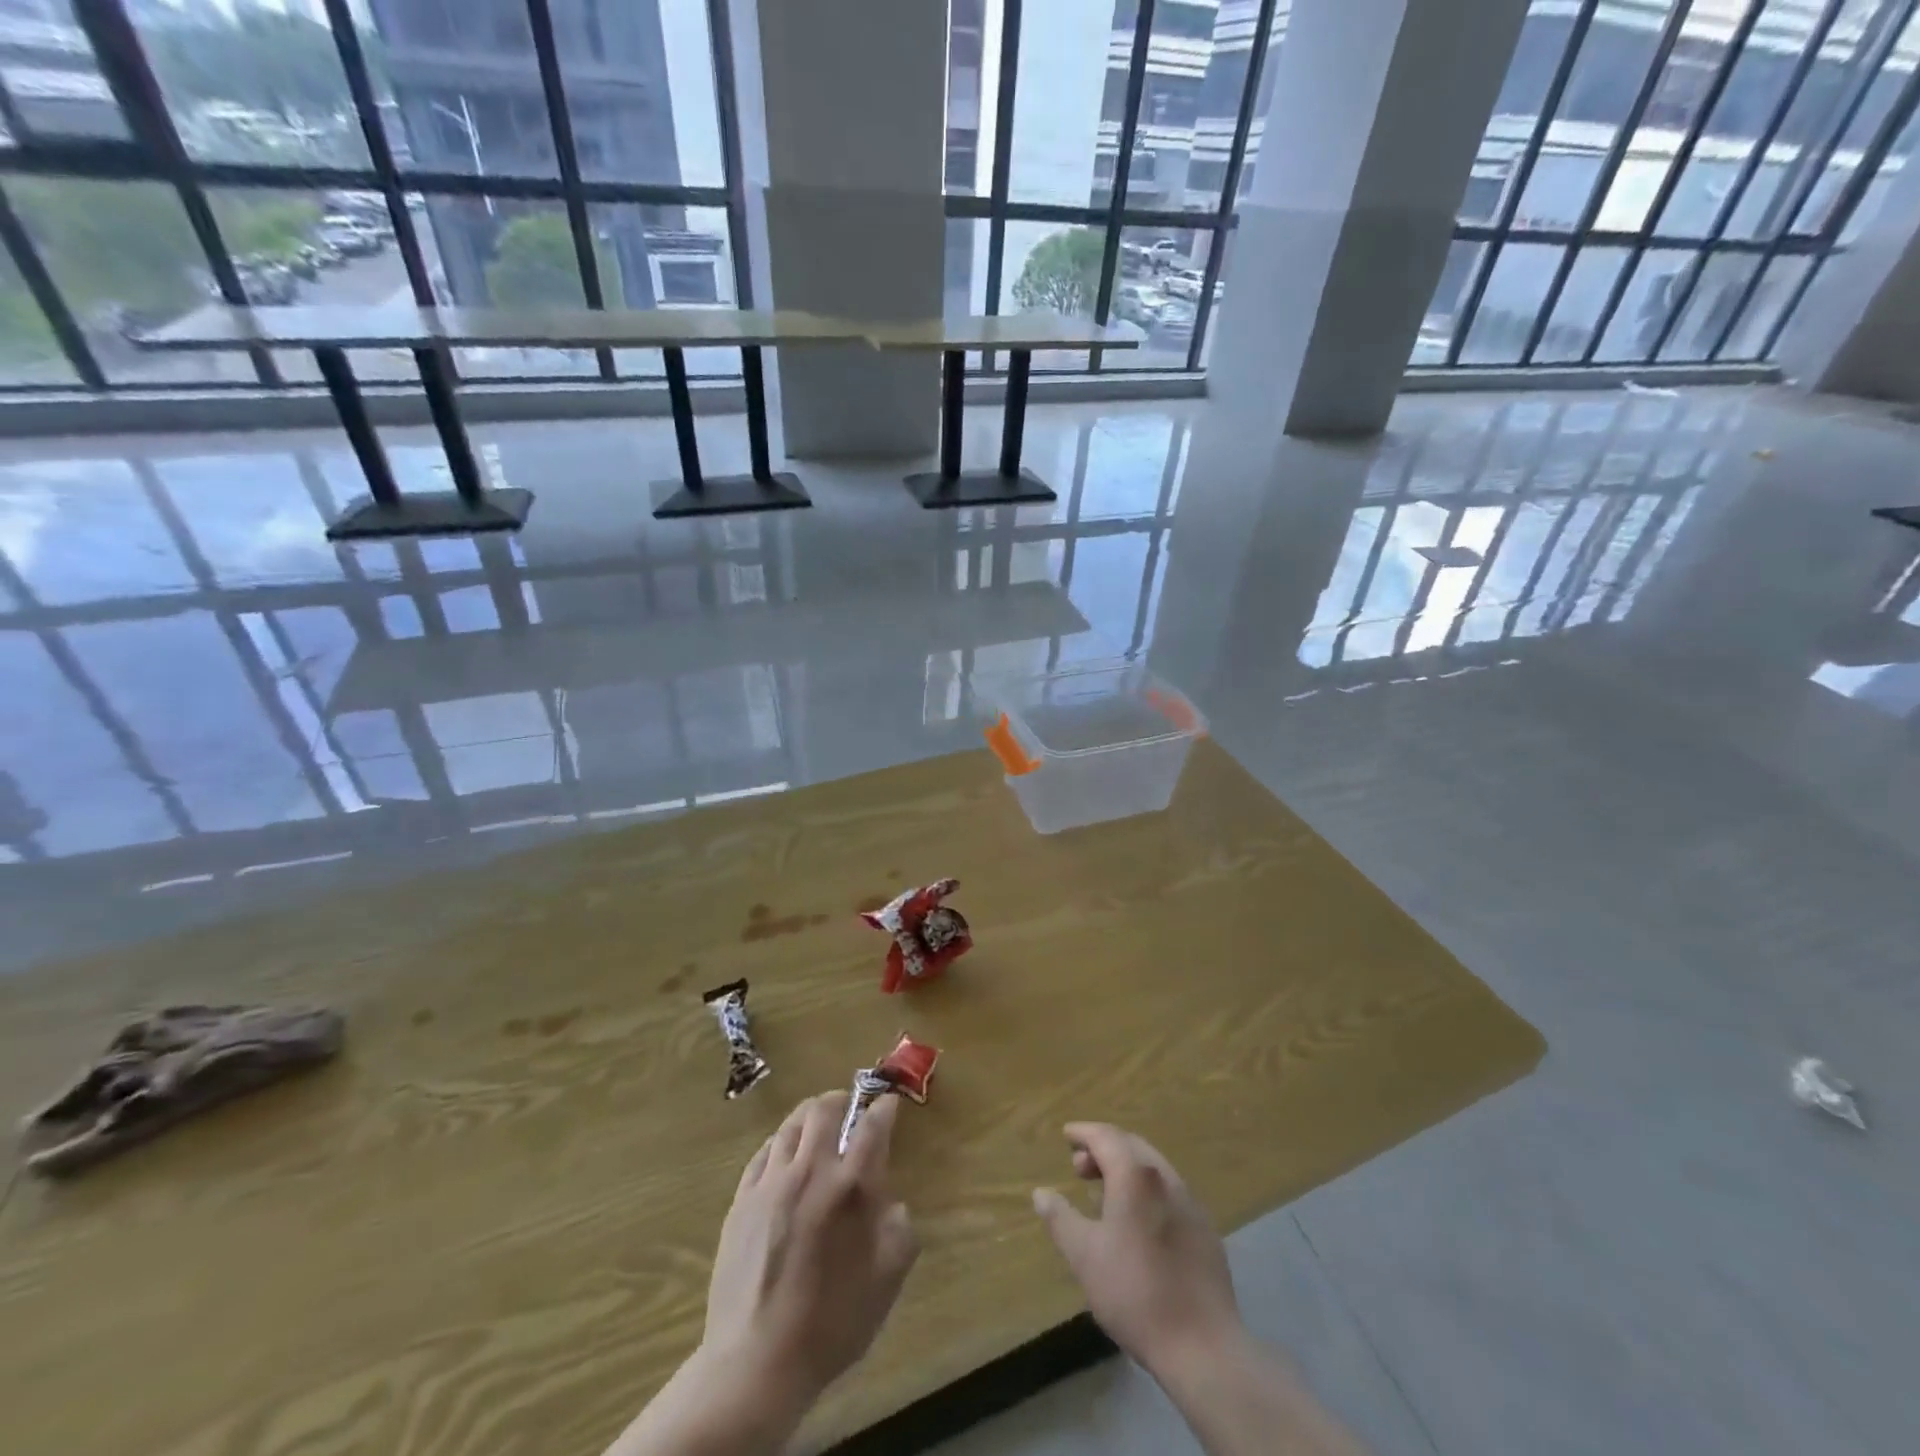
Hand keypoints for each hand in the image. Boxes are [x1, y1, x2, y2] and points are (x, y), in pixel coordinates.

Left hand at [700, 1090, 918, 1411]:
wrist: (756, 1362)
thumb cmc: (831, 1323)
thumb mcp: (885, 1283)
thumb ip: (899, 1233)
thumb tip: (893, 1206)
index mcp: (852, 1187)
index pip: (872, 1126)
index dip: (884, 1107)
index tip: (889, 1103)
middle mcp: (811, 1171)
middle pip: (823, 1110)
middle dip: (840, 1100)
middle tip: (848, 1107)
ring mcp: (771, 1183)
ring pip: (790, 1126)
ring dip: (808, 1117)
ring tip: (816, 1125)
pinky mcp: (742, 1200)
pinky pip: (762, 1154)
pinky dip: (779, 1144)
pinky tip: (783, 1156)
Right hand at [1032, 1122, 1241, 1380]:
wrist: (1203, 1345)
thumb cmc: (1134, 1292)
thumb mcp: (1084, 1256)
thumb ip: (1060, 1219)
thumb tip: (1041, 1193)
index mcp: (1135, 1175)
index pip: (1106, 1137)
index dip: (1083, 1132)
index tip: (1066, 1134)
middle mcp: (1165, 1178)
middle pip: (1131, 1146)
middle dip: (1103, 1148)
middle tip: (1079, 1167)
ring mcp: (1190, 1202)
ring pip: (1152, 1168)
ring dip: (1125, 1168)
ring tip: (1104, 1193)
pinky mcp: (1205, 1229)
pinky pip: (1169, 1191)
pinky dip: (1145, 1189)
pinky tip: (1137, 1221)